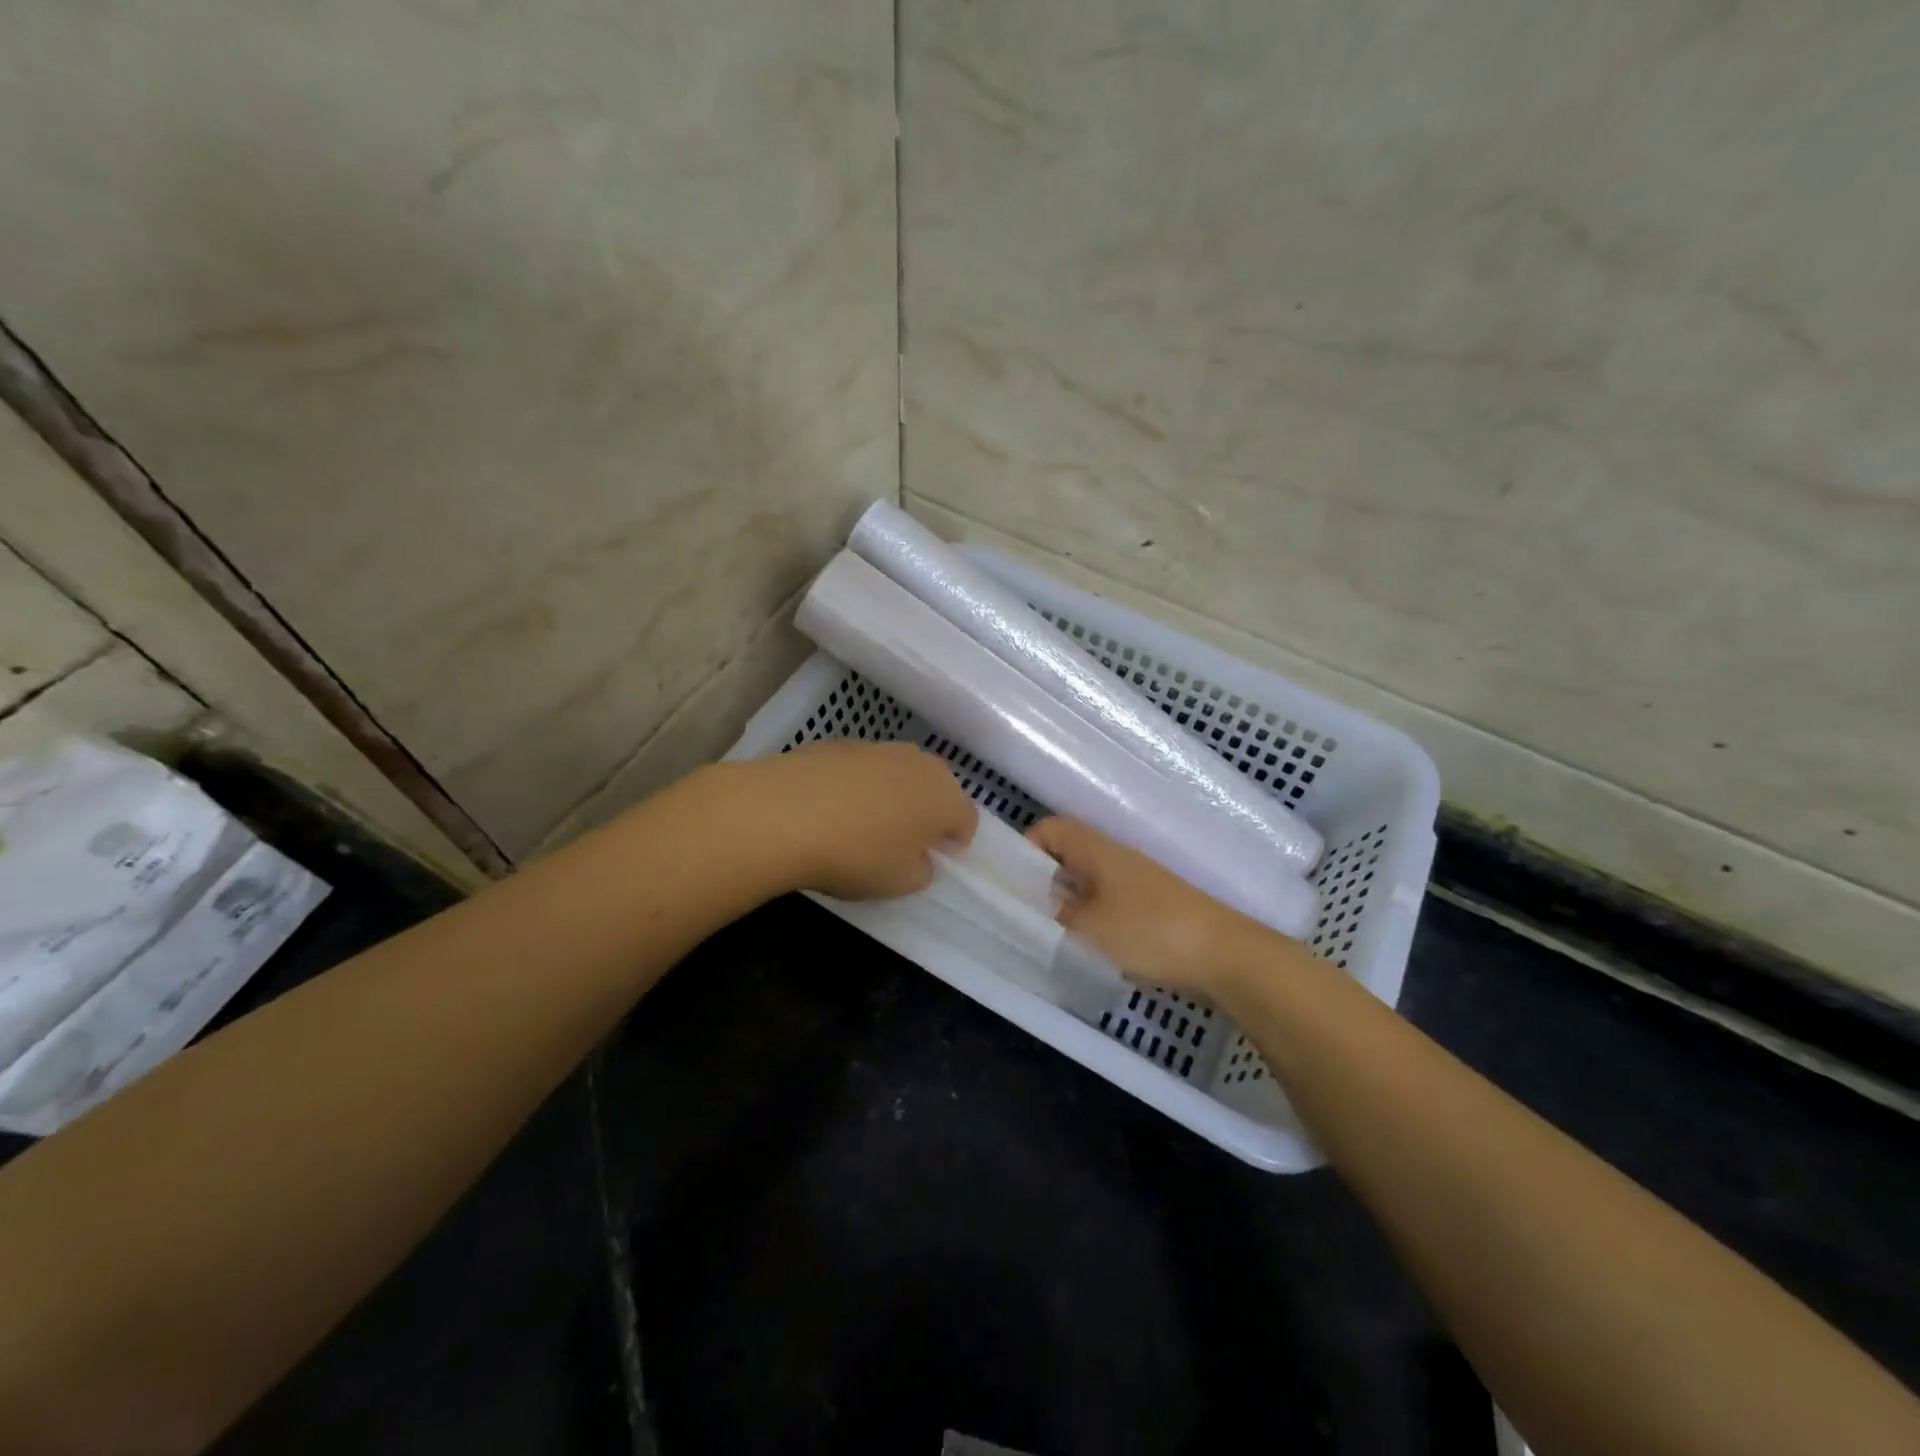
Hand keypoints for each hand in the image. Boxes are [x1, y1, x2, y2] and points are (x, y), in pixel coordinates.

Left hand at [737, 741, 977, 899]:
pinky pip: (861, 768)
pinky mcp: (839, 742)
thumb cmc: (857, 855)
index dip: (955, 842)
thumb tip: (919, 857)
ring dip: (892, 795)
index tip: (937, 860)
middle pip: (935, 789)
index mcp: (945, 797)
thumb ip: (922, 870)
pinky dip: (856, 785)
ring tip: (865, 824)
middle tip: (904, 842)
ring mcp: (878, 747)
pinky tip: (831, 808)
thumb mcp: (900, 883)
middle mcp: (919, 763)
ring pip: (898, 774)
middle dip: (926, 813)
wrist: (785, 813)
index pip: (966, 819)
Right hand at [1029, 816, 1301, 999]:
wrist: (1224, 954)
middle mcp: (1114, 857)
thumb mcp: (1090, 927)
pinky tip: (1087, 944)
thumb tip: (1042, 903)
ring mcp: (1136, 881)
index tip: (1012, 881)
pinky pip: (1108, 900)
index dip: (1026, 846)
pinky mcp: (1151, 906)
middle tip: (1023, 911)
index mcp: (1096, 849)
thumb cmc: (1150, 931)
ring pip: (1087, 879)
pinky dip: (1092, 916)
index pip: (1050, 828)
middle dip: (1042, 878)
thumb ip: (1058, 914)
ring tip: (1049, 931)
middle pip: (1067, 853)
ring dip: (1067, 900)